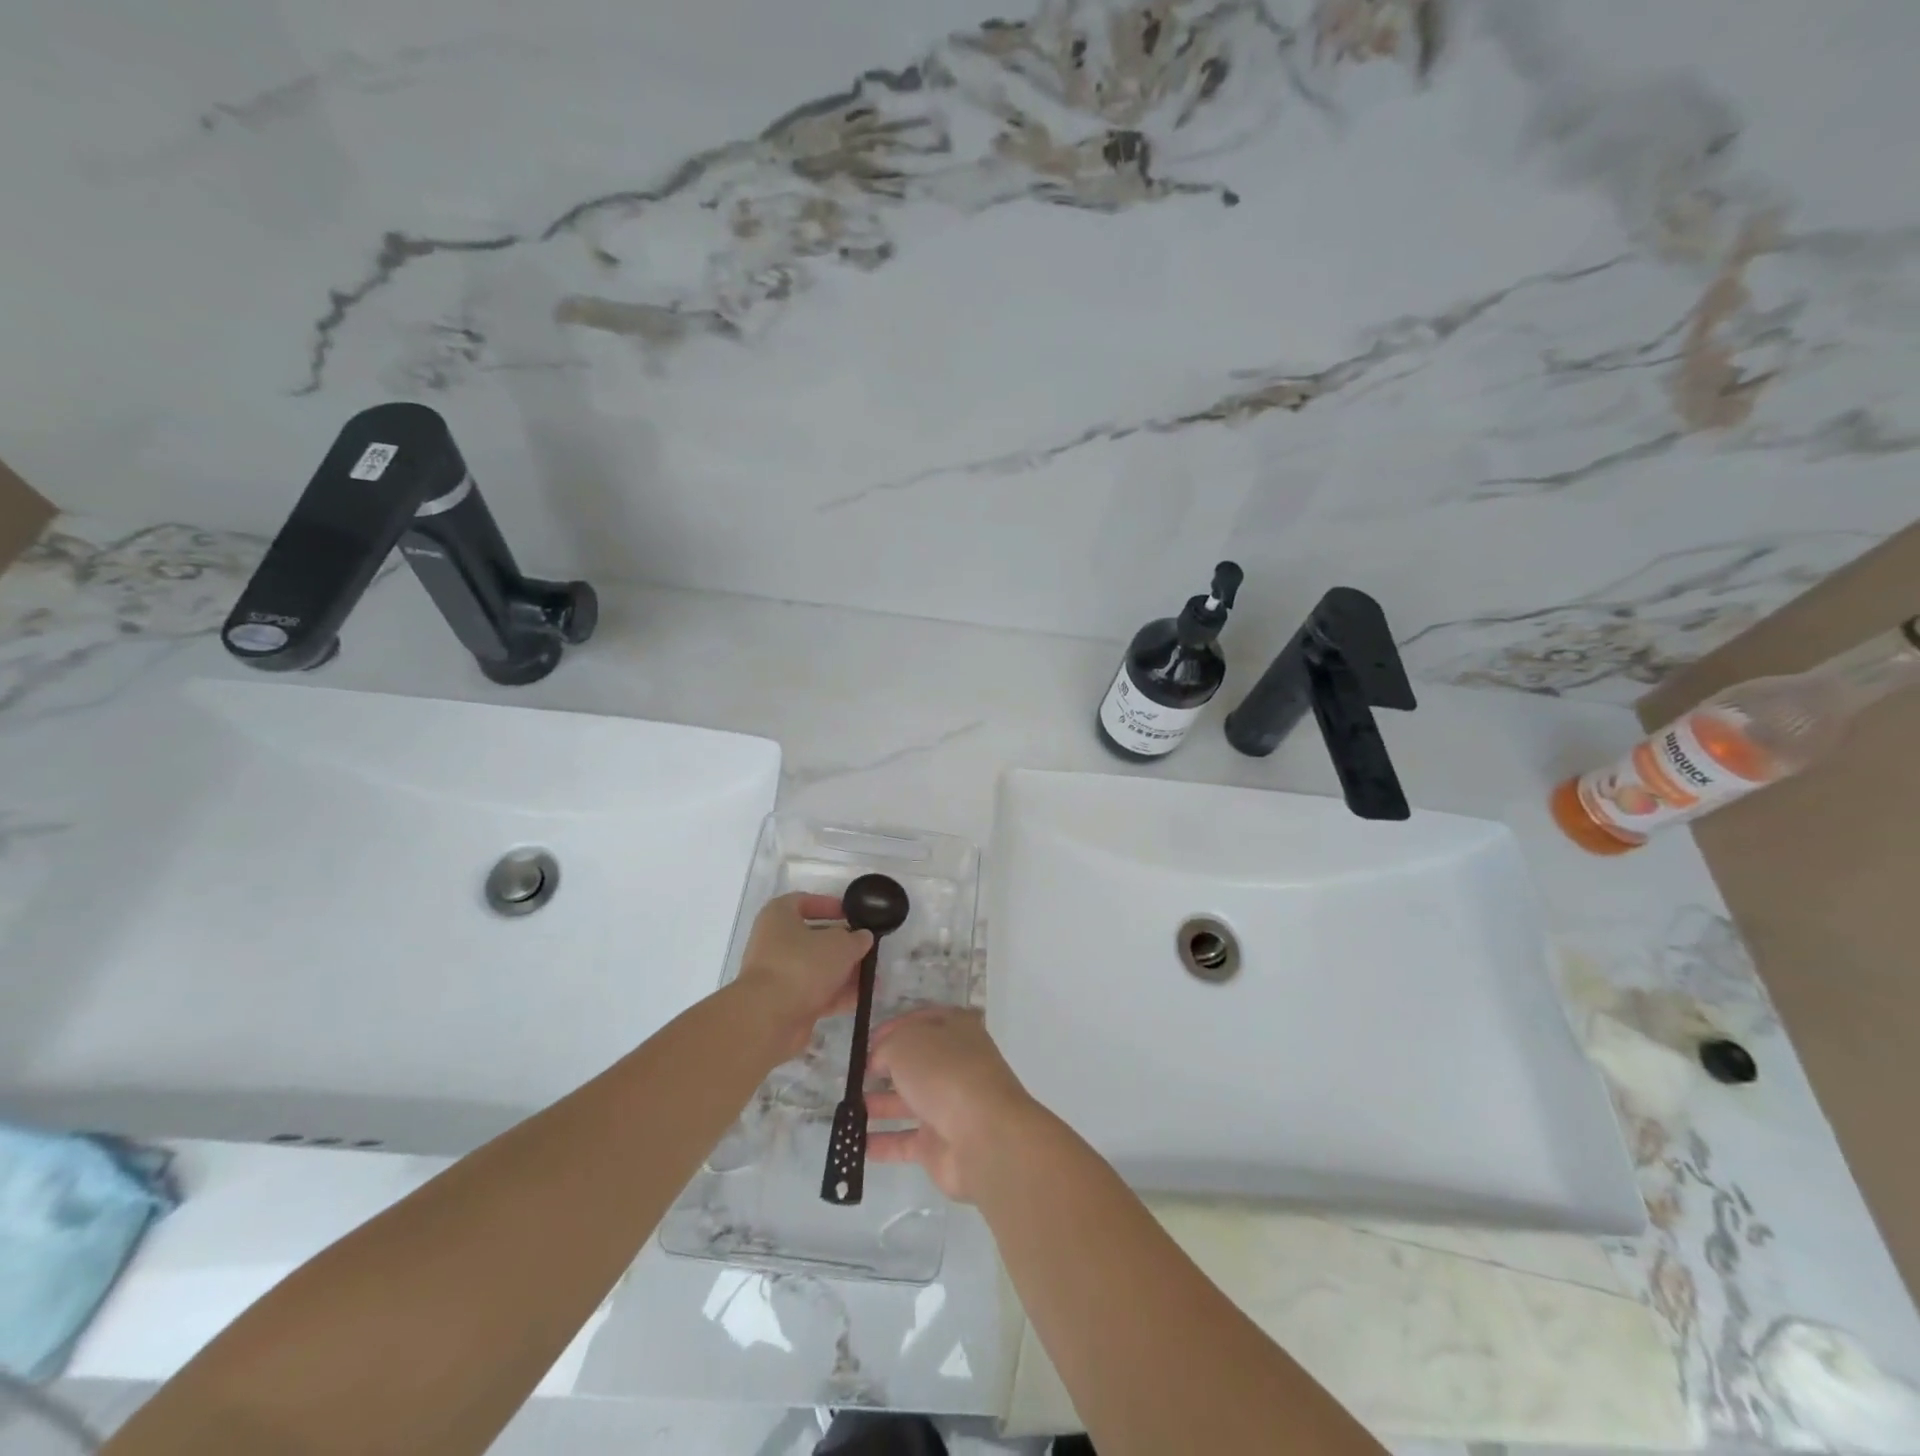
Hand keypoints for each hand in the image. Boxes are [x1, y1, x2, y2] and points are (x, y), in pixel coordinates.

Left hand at [735, 893, 872, 1059]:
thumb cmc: (802, 965)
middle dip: (843, 945)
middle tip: (867, 949)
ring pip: (817, 968)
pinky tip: (862, 998)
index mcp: (778, 916)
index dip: (829, 905)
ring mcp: (778, 975)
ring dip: (844, 972)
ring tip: (872, 978)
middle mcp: (774, 943)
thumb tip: (862, 938)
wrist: (769, 1018)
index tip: (852, 915)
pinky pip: (815, 993)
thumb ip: (856, 938)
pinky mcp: (784, 1003)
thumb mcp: (840, 944)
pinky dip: (837, 994)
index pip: (803, 901)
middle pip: (813, 938)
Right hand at [866, 1008, 1038, 1200]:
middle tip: (852, 1076)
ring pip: (908, 1101)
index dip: (892, 1028)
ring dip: (879, 1104)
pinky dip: (883, 1142)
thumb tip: (878, 1061)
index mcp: (956, 1029)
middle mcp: (955, 1064)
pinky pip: (905, 1141)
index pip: (920, 1021)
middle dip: (884, 1068)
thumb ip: (886, 1047)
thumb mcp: (906, 1043)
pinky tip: (855, 1143)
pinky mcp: (941, 1144)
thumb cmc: (945, 1073)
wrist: (984, 1136)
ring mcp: (949, 1105)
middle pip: (915, 1062)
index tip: (865, 1041)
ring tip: (846, 1108)